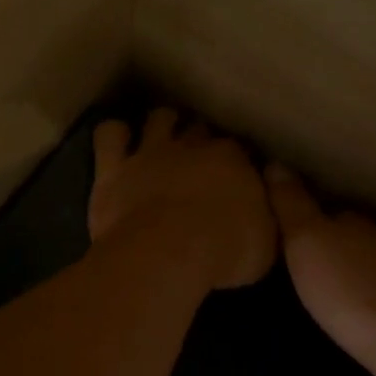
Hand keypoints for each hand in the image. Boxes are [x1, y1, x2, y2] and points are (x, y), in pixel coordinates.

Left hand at [89, 109, 276, 289]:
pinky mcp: (114, 168)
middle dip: (201, 140)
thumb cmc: (224, 252)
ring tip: (163, 137)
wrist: (166, 256)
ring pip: (159, 118)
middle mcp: (192, 146)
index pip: (239, 149)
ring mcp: (150, 153)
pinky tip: (118, 140)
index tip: (238, 177)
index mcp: (233, 160)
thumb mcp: (266, 241)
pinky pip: (109, 134)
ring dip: (162, 124)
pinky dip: (114, 133)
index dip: (238, 161)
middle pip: (199, 130)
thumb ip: (263, 215)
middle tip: (201, 160)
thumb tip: (262, 206)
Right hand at [264, 163, 375, 367]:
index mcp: (350, 218)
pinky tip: (328, 304)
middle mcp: (371, 240)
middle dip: (309, 240)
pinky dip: (342, 291)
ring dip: (326, 266)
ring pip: (347, 261)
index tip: (266, 220)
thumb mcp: (307, 239)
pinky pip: (358, 289)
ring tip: (294, 278)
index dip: (292, 211)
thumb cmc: (350, 285)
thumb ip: (291, 204)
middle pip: (333, 233)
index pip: (317, 205)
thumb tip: (275, 162)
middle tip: (273, 252)